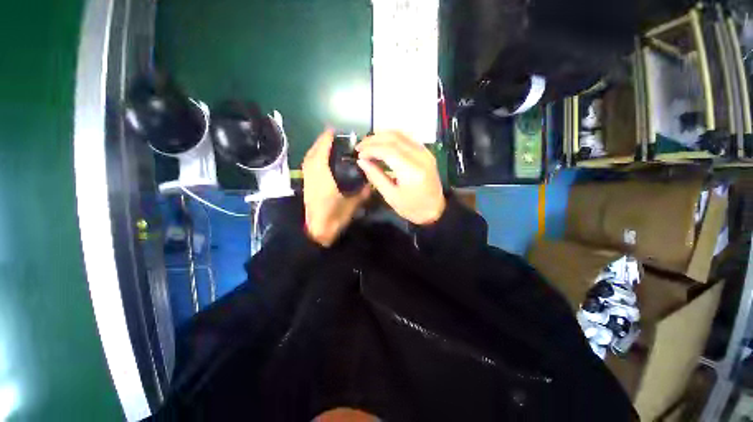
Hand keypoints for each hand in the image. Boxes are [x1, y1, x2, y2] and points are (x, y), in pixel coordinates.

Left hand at [302, 130, 369, 246]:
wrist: (317, 233)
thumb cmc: (333, 219)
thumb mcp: (351, 206)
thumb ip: (362, 194)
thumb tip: (371, 185)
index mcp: (322, 179)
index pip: (321, 155)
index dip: (325, 141)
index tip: (331, 131)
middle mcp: (312, 177)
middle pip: (312, 155)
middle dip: (319, 142)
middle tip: (330, 136)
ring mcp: (308, 182)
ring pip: (308, 160)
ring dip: (315, 150)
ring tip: (325, 145)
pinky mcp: (307, 188)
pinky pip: (308, 168)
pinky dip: (313, 159)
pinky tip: (320, 161)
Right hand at [356, 131, 444, 224]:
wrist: (436, 210)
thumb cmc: (412, 208)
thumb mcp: (391, 196)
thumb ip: (376, 176)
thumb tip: (361, 161)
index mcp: (412, 171)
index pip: (388, 150)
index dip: (370, 149)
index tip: (358, 155)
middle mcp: (420, 156)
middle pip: (394, 138)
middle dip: (373, 140)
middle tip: (360, 147)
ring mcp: (425, 152)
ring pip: (401, 134)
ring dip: (382, 136)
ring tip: (368, 144)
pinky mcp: (426, 152)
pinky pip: (407, 138)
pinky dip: (392, 138)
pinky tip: (382, 143)